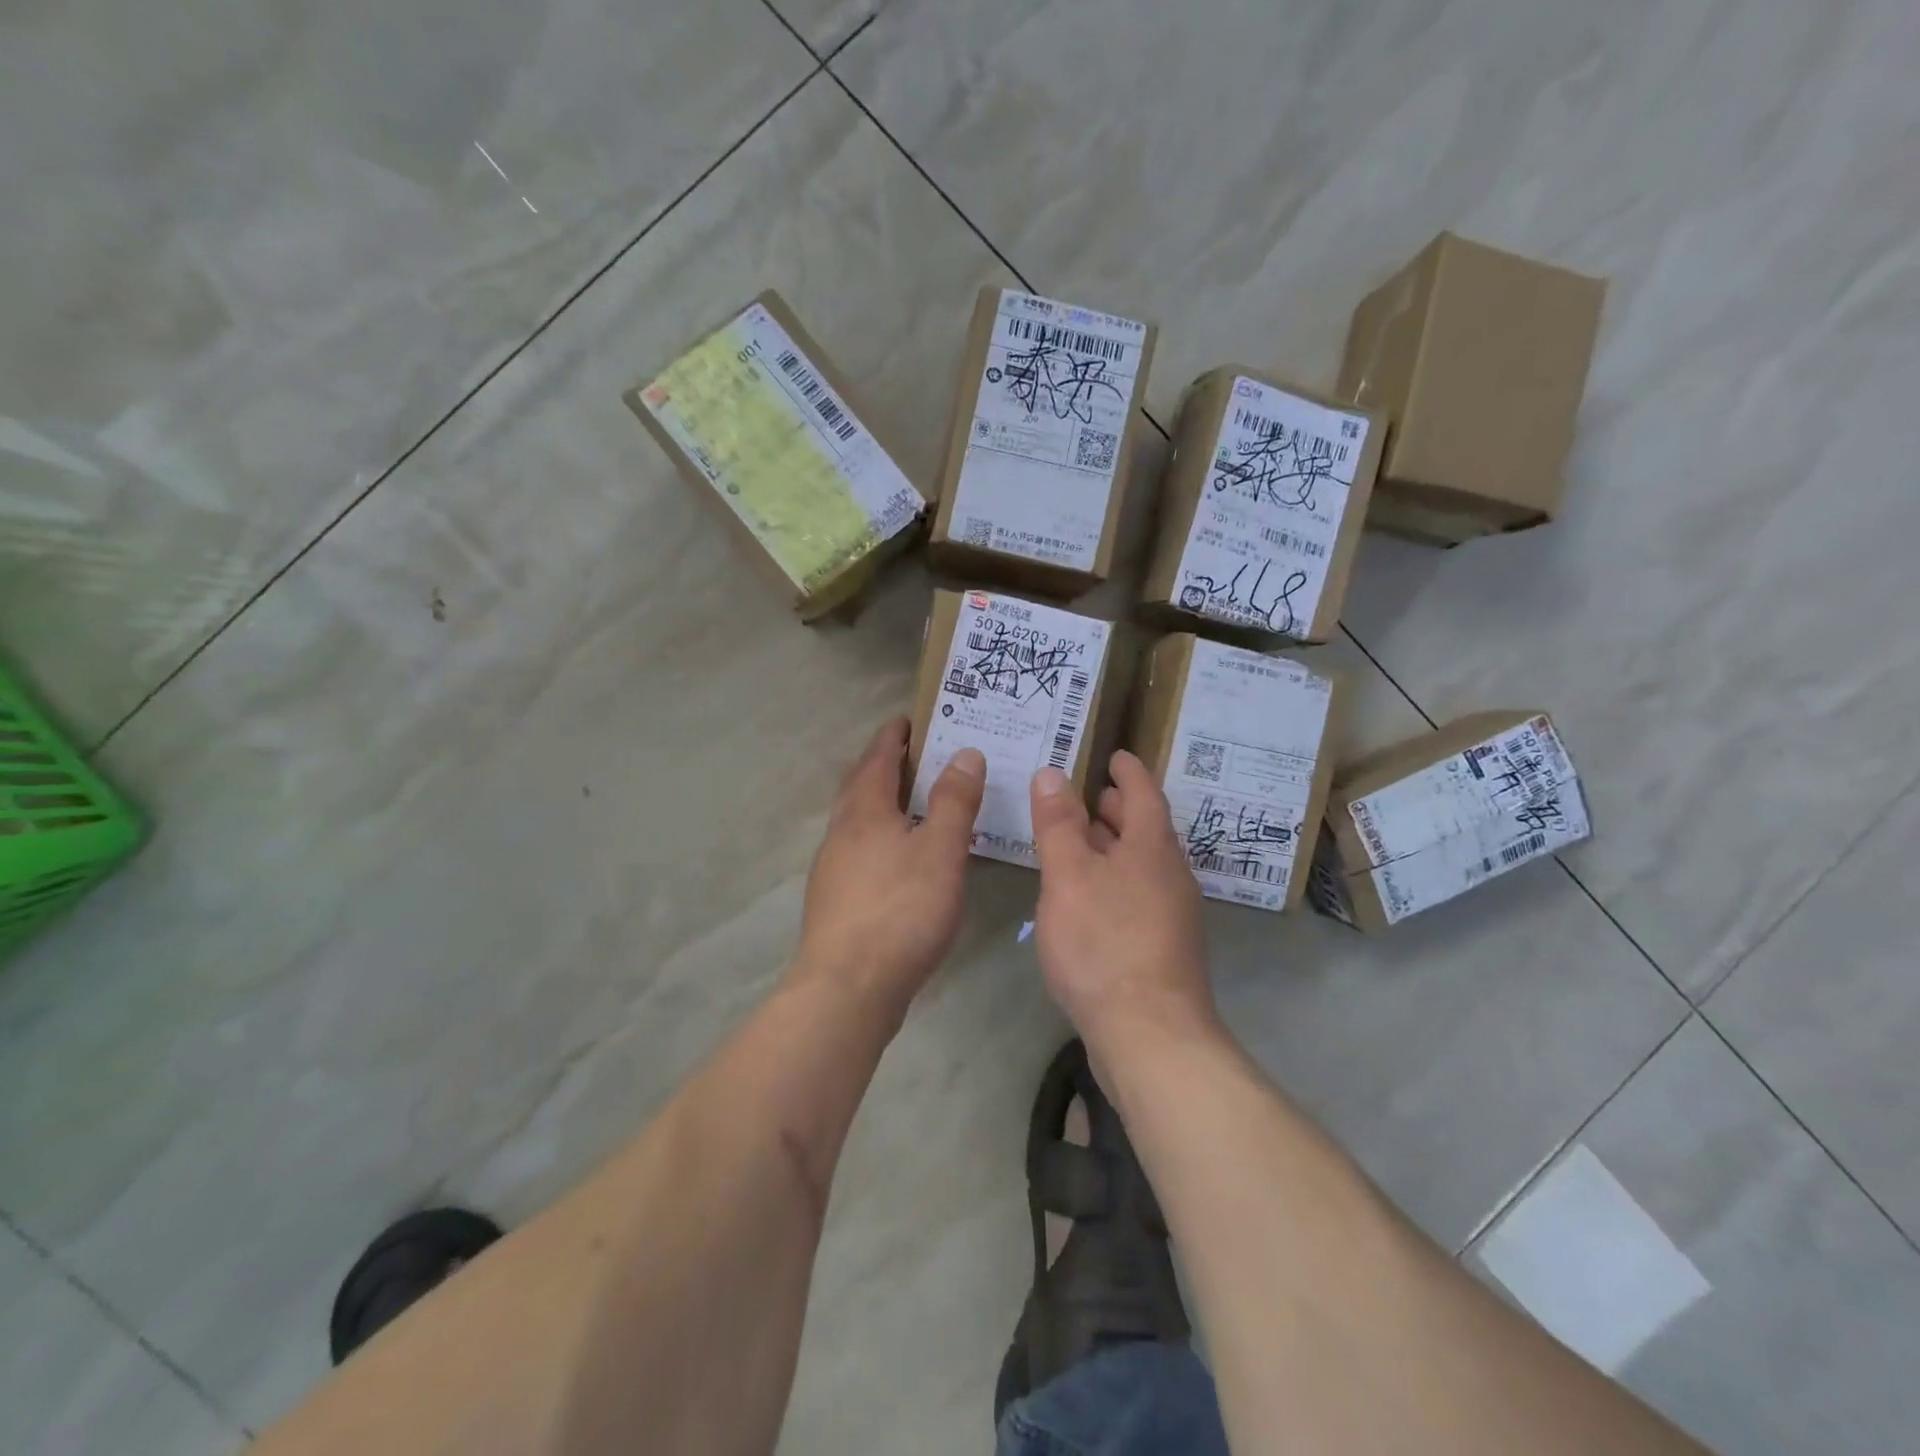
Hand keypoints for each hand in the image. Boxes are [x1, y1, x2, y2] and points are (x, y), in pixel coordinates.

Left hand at [794, 717, 985, 1011]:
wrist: (847, 988)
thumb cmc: (900, 910)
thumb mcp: (940, 850)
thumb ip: (953, 801)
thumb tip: (964, 753)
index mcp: (864, 810)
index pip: (877, 757)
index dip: (894, 735)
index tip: (912, 719)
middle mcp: (841, 832)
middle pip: (860, 785)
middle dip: (885, 765)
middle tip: (918, 755)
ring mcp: (833, 868)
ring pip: (858, 820)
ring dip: (882, 803)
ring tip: (916, 803)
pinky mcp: (836, 901)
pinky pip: (860, 850)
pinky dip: (881, 837)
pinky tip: (902, 859)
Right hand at [1028, 751, 1216, 1056]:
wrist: (1151, 1035)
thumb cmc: (1105, 944)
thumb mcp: (1069, 876)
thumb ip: (1058, 824)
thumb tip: (1052, 773)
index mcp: (1152, 848)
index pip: (1143, 794)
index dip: (1128, 772)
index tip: (1115, 755)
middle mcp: (1170, 875)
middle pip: (1146, 829)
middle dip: (1119, 809)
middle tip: (1089, 796)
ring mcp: (1172, 915)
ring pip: (1142, 864)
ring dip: (1114, 846)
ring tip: (1080, 843)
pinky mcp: (1163, 949)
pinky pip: (1138, 895)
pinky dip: (1114, 880)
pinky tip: (1089, 899)